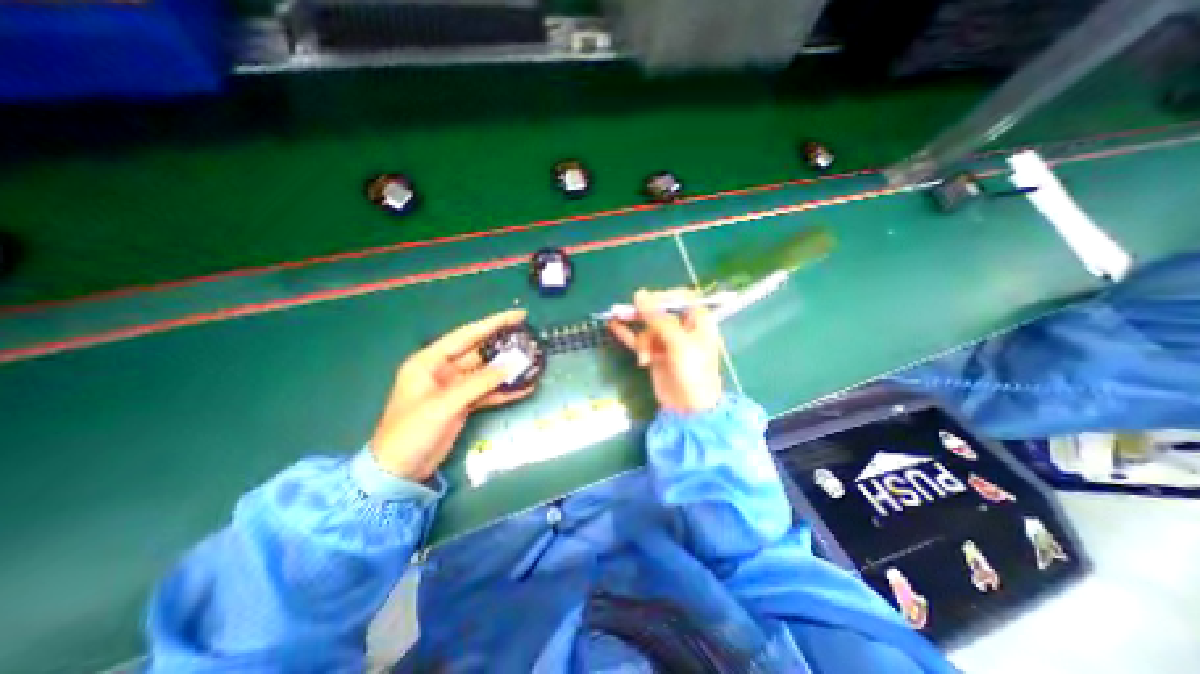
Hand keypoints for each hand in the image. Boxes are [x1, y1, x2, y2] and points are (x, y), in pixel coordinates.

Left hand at [368, 309, 531, 481]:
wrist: (398, 472)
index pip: (466, 335)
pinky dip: (504, 391)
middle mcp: (443, 370)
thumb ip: (478, 383)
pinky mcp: (463, 404)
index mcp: (429, 361)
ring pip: (486, 372)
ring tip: (533, 362)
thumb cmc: (410, 432)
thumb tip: (511, 366)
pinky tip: (524, 388)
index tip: (518, 315)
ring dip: (508, 370)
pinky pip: (487, 392)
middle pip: (479, 352)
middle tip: (530, 339)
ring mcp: (455, 388)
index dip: (493, 323)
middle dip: (504, 346)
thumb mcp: (443, 404)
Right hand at [610, 287, 721, 413]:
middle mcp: (683, 327)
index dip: (661, 296)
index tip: (643, 301)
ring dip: (642, 341)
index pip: (679, 297)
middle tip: (625, 315)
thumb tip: (639, 294)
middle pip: (659, 312)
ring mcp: (667, 341)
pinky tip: (613, 325)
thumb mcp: (678, 343)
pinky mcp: (655, 353)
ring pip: (647, 328)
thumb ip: (658, 319)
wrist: (689, 409)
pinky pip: (638, 339)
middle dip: (645, 318)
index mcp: (698, 320)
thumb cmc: (693, 373)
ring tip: (644, 358)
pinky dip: (627, 334)